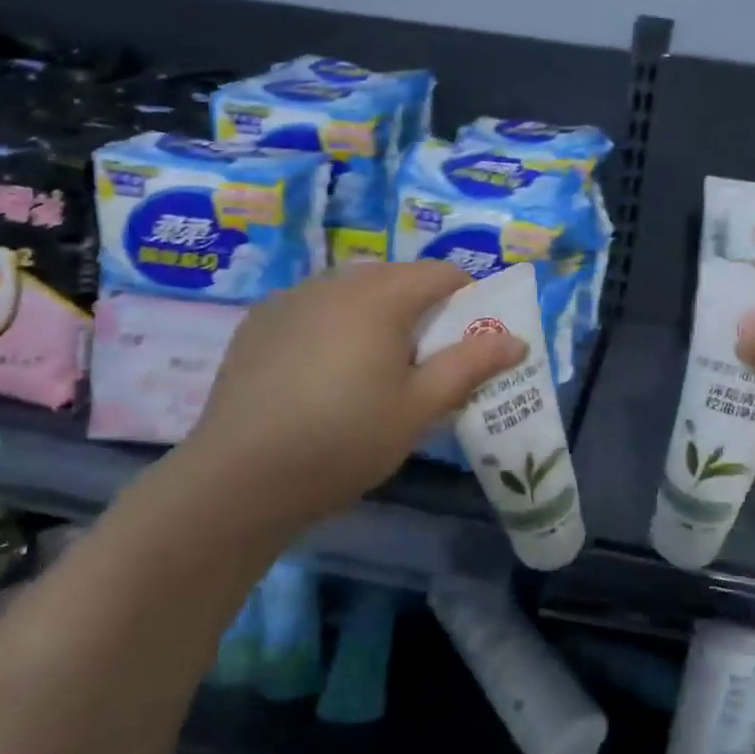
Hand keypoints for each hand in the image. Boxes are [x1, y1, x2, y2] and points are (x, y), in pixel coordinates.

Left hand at [173, 262, 524, 530]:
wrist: (237, 480)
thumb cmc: (344, 440)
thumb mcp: (420, 407)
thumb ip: (471, 365)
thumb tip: (517, 340)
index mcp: (380, 295)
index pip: (442, 273)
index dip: (468, 300)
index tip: (471, 342)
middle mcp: (334, 282)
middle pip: (396, 278)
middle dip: (422, 310)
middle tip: (425, 363)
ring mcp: (290, 299)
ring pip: (352, 292)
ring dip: (376, 317)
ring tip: (373, 372)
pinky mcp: (258, 323)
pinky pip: (314, 310)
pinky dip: (334, 327)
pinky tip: (322, 377)